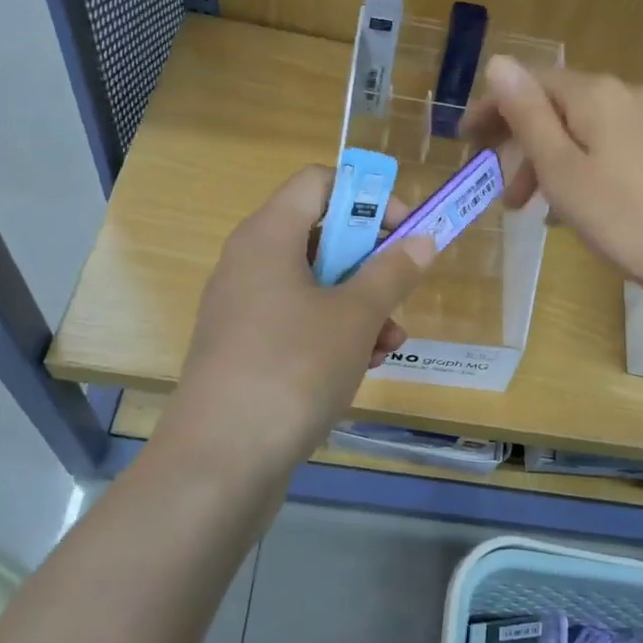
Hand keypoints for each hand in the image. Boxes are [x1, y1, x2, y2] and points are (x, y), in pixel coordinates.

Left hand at [162, 167, 435, 472]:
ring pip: (314, 284)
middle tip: (401, 289)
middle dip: (369, 261)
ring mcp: (244, 308)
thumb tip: (422, 240)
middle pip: (320, 234)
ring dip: (360, 304)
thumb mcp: (356, 316)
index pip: (318, 182)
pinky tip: (364, 364)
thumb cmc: (293, 367)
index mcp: (269, 235)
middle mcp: (250, 262)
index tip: (404, 230)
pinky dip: (334, 333)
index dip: (367, 197)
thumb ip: (393, 272)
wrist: (220, 460)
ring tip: (391, 341)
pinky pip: (298, 322)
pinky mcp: (245, 349)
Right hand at [466, 57, 642, 303]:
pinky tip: (566, 207)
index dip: (491, 108)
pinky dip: (574, 168)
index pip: (528, 82)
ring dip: (543, 161)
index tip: (464, 142)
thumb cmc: (627, 219)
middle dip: (517, 141)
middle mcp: (622, 94)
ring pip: (576, 130)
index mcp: (594, 94)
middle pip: (553, 105)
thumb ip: (528, 116)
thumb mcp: (563, 170)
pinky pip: (601, 147)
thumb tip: (498, 62)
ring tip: (524, 208)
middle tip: (492, 184)